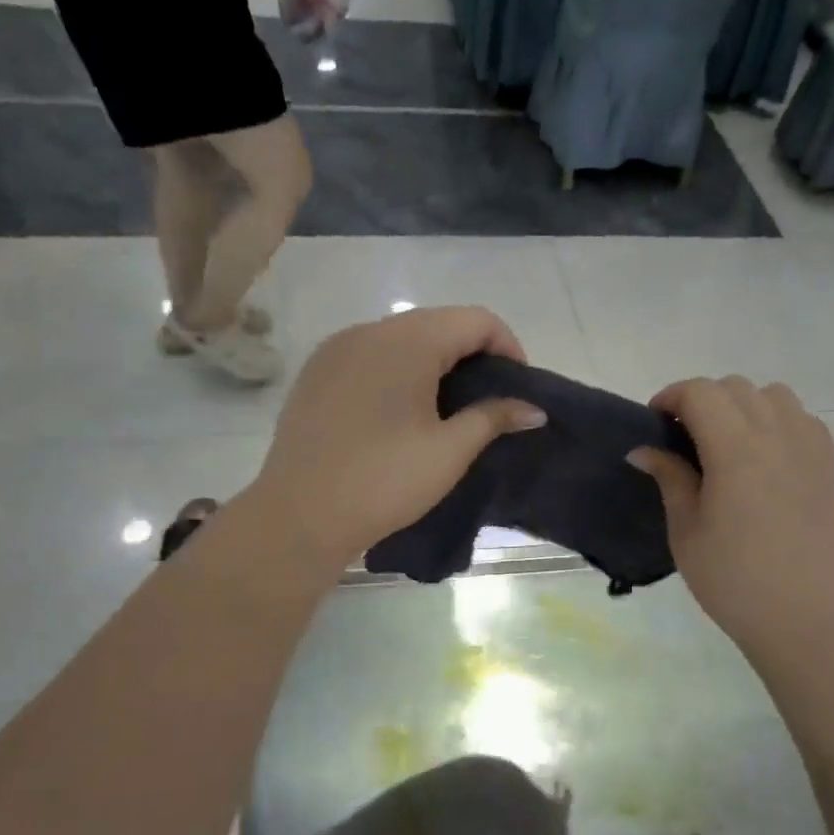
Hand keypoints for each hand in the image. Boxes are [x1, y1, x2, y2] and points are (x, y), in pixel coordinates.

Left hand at [244, 307, 544, 572]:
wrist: (300, 515)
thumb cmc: (384, 481)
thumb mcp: (450, 451)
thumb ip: (494, 418)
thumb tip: (534, 408)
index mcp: (407, 341)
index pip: (475, 320)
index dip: (508, 347)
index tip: (516, 389)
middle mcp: (369, 330)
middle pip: (437, 323)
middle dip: (471, 354)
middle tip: (486, 401)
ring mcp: (335, 349)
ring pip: (400, 338)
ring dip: (433, 362)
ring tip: (445, 408)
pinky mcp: (315, 373)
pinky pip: (368, 356)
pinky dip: (396, 371)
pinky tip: (398, 412)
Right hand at [630, 378, 833, 658]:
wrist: (806, 615)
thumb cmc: (734, 579)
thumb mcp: (686, 530)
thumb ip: (670, 479)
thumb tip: (644, 450)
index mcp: (735, 448)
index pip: (700, 392)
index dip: (671, 397)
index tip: (655, 424)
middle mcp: (776, 435)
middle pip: (735, 387)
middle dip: (702, 400)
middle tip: (683, 439)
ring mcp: (808, 447)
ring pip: (773, 395)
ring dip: (742, 405)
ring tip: (725, 443)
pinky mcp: (828, 466)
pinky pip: (801, 419)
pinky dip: (776, 421)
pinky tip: (762, 457)